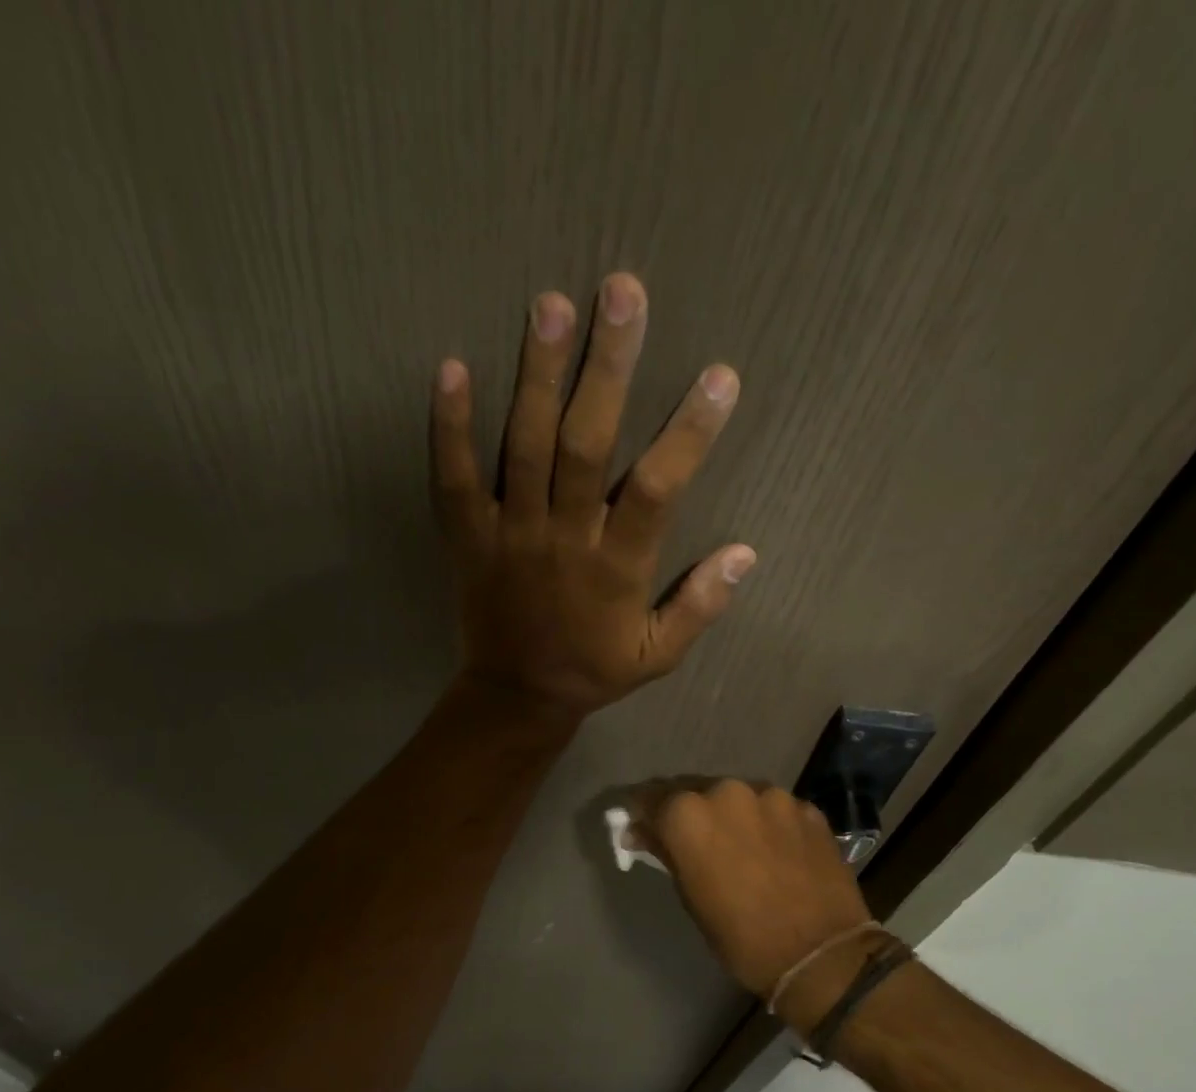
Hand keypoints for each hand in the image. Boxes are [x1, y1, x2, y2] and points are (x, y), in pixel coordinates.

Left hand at [430, 274, 755, 717]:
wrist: (515, 695)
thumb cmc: (593, 670)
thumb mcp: (658, 655)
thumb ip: (701, 605)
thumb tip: (746, 553)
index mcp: (616, 568)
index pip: (658, 489)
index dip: (690, 432)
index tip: (719, 376)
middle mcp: (564, 539)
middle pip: (586, 445)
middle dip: (607, 369)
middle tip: (621, 293)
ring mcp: (510, 534)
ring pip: (524, 447)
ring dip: (537, 376)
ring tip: (550, 305)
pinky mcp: (469, 537)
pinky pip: (454, 479)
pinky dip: (449, 427)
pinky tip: (452, 366)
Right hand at [632, 780, 872, 998]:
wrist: (822, 954)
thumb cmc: (741, 936)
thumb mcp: (690, 897)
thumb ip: (666, 853)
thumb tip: (641, 832)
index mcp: (688, 814)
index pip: (649, 799)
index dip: (641, 815)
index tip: (640, 830)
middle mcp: (726, 791)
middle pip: (694, 792)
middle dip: (689, 813)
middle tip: (692, 841)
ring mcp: (772, 796)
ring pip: (738, 798)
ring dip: (731, 816)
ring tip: (740, 847)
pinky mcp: (807, 808)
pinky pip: (775, 810)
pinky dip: (768, 824)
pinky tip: (776, 852)